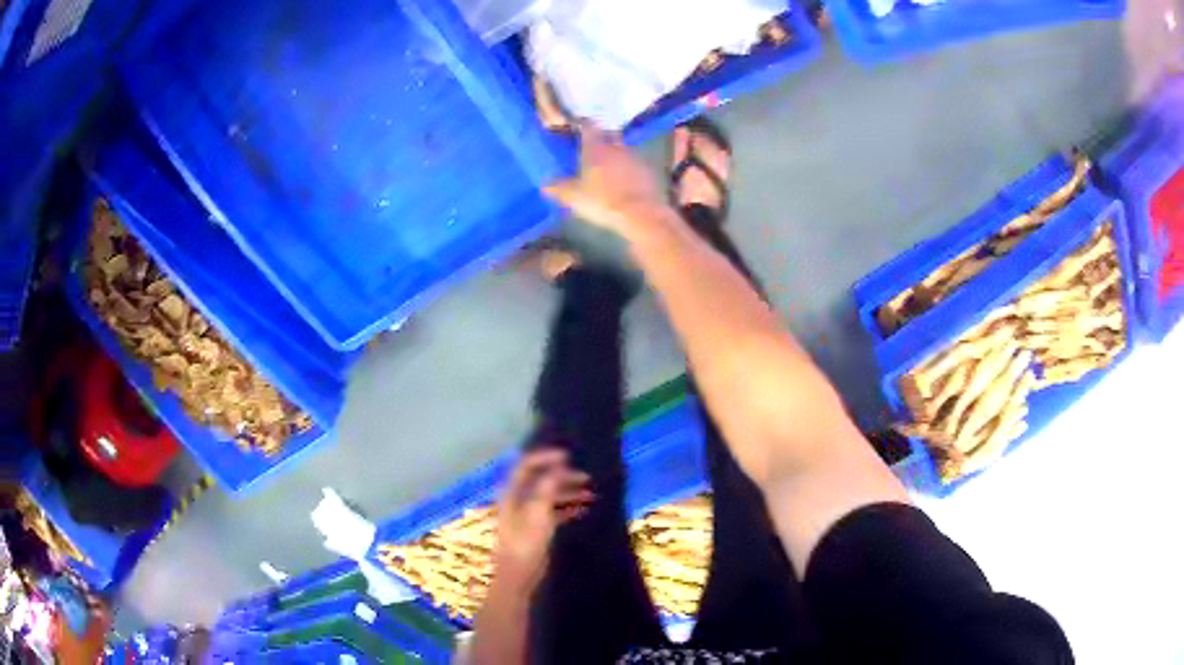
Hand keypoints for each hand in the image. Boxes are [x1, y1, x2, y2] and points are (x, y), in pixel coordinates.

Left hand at [492, 449, 593, 594]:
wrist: (518, 576)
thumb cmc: (526, 543)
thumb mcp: (538, 512)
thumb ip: (548, 487)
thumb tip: (559, 465)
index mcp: (512, 492)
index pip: (527, 464)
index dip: (546, 457)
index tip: (569, 456)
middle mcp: (518, 499)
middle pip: (541, 480)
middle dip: (563, 476)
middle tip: (587, 477)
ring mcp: (527, 514)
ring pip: (549, 496)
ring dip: (569, 492)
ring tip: (592, 495)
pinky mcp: (536, 528)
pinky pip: (554, 511)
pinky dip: (568, 508)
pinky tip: (585, 510)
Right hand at [544, 124, 670, 238]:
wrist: (640, 214)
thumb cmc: (602, 201)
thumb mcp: (574, 197)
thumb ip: (558, 188)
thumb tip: (545, 185)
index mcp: (596, 148)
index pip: (588, 126)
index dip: (582, 124)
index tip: (577, 125)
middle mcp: (616, 147)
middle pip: (608, 136)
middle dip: (601, 139)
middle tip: (592, 149)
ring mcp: (635, 158)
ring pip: (623, 150)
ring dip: (616, 155)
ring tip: (608, 167)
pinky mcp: (649, 171)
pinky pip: (635, 165)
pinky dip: (629, 169)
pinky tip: (625, 181)